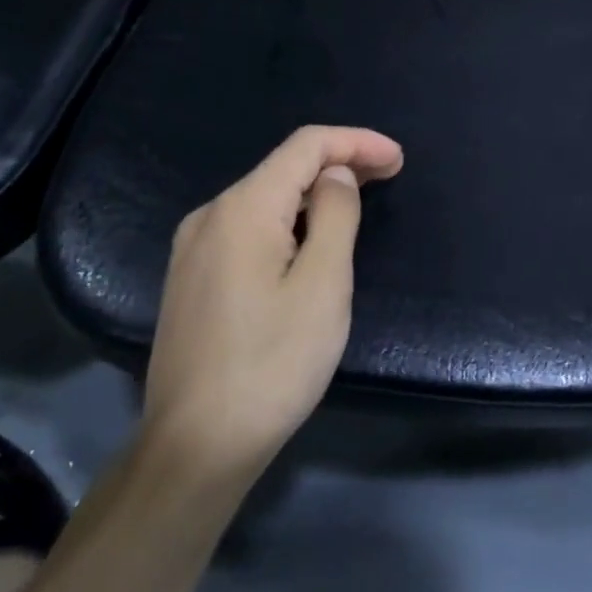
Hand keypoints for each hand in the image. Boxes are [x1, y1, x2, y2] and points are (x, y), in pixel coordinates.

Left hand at [143, 125, 403, 477]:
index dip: (356, 142)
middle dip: (340, 163)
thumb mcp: (323, 285)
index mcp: (242, 209)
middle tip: (390, 174)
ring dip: (315, 192)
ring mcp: (194, 248)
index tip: (399, 159)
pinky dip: (289, 219)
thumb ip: (336, 215)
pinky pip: (248, 227)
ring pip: (265, 197)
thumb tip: (336, 175)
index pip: (305, 146)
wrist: (195, 449)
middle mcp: (210, 215)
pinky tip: (311, 237)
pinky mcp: (192, 278)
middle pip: (283, 167)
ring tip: (358, 202)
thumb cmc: (272, 364)